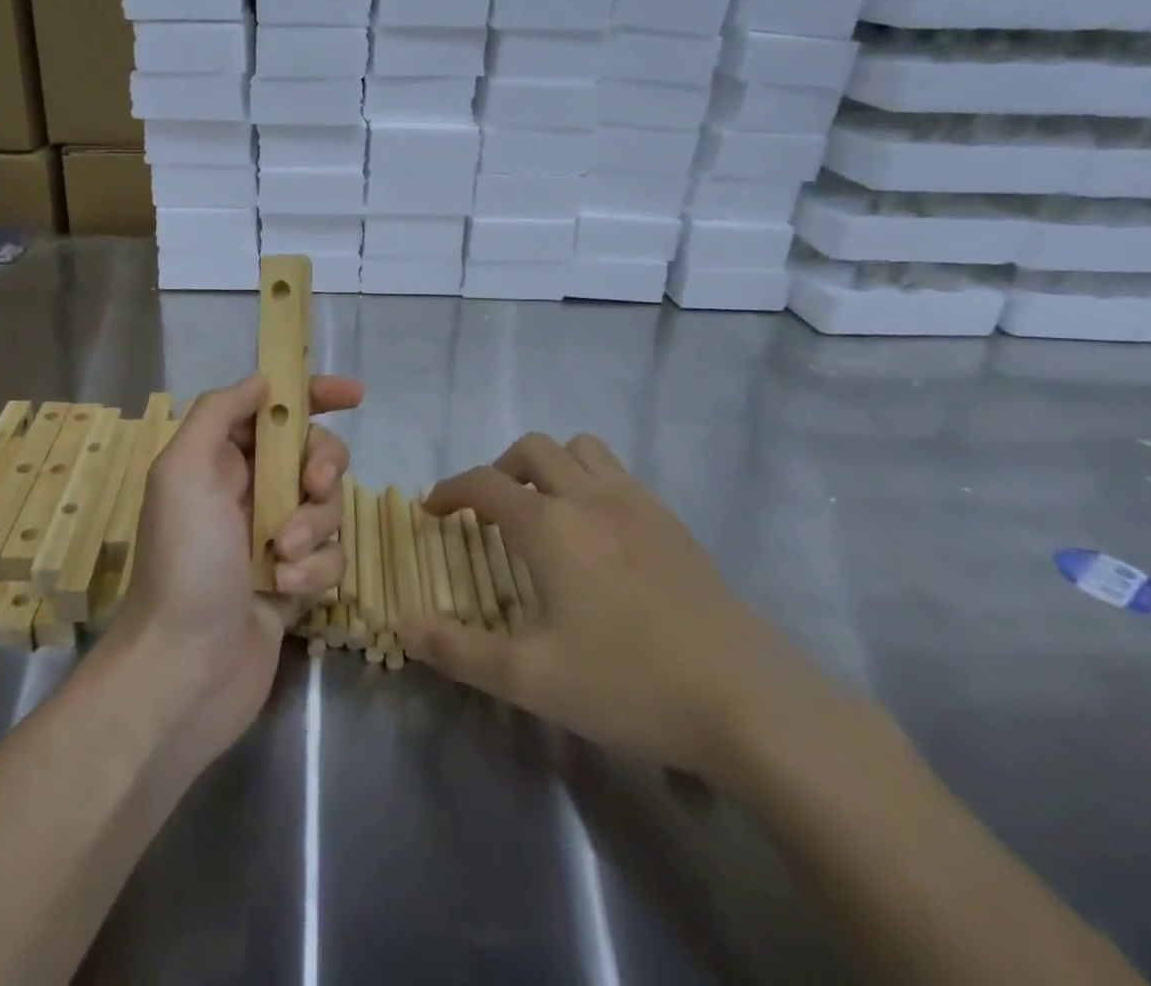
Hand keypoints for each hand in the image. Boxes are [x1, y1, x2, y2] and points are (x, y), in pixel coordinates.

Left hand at [114, 372, 360, 764]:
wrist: (184, 669)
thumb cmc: (184, 560)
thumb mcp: (183, 470)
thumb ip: (218, 413)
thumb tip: (263, 381)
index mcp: (220, 460)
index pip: (275, 411)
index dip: (314, 395)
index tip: (354, 395)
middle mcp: (249, 492)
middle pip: (314, 454)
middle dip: (322, 466)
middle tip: (313, 486)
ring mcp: (275, 537)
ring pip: (328, 506)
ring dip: (312, 527)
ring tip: (281, 558)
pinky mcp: (296, 580)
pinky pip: (331, 556)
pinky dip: (314, 569)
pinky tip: (285, 592)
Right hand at [398, 433, 836, 786]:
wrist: (749, 701)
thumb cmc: (629, 683)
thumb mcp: (530, 678)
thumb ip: (458, 650)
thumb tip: (402, 624)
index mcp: (548, 524)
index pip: (483, 483)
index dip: (450, 489)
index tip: (433, 509)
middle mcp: (587, 496)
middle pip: (532, 449)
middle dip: (499, 468)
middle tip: (489, 510)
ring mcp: (637, 503)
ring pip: (581, 449)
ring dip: (550, 464)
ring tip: (543, 508)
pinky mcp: (673, 522)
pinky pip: (619, 474)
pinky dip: (591, 481)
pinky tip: (599, 534)